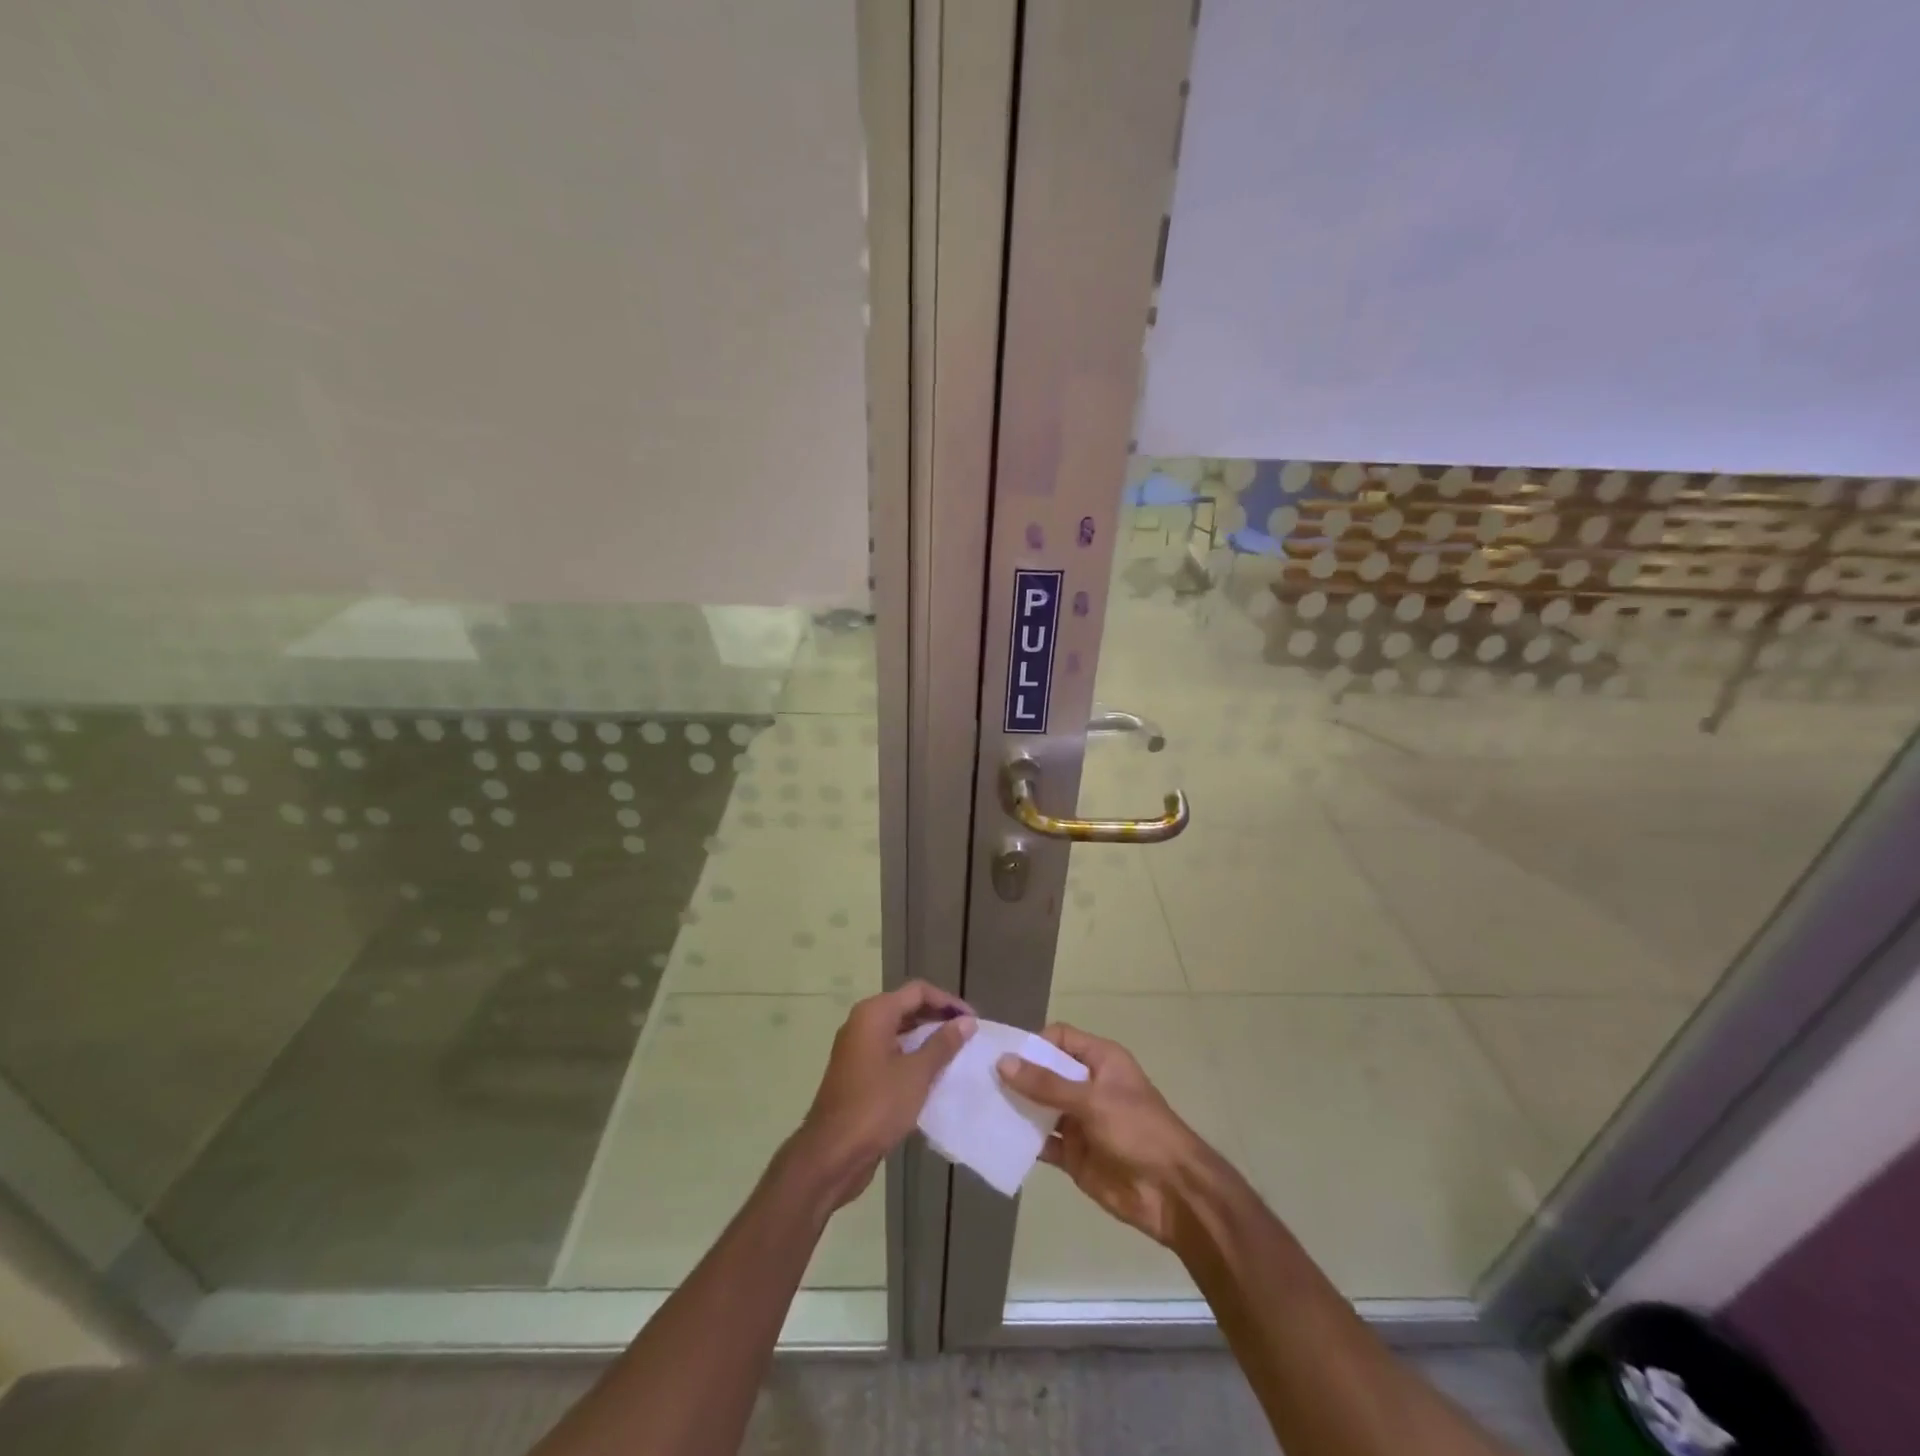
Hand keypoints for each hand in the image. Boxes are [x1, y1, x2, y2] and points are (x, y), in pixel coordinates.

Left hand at [790, 981, 974, 1208]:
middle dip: (938, 1018)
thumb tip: (967, 1021)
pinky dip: (911, 1056)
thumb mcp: (916, 1074)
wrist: (832, 1154)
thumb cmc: (876, 1106)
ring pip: (898, 1031)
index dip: (948, 1001)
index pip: (918, 991)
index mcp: (874, 1014)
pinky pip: (890, 1052)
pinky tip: (932, 1075)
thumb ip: (943, 1044)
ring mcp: (857, 1049)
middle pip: (907, 1007)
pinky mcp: (857, 1073)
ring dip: (926, 1039)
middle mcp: (862, 1023)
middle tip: (967, 1035)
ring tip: (955, 1053)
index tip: (973, 1020)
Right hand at [997, 1023, 1207, 1245]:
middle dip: (1017, 1076)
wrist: (1173, 1193)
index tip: (1002, 1056)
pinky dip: (1023, 1140)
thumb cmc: (1138, 1130)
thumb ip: (1046, 1084)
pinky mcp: (1074, 1155)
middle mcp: (1087, 1085)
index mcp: (1100, 1060)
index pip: (1059, 1039)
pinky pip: (1043, 1142)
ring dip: (1016, 1108)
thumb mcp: (1092, 1100)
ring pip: (1040, 1107)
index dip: (1032, 1044)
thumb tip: (1003, 1062)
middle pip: (1045, 1072)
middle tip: (977, 1080)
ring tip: (978, 1106)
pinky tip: (996, 1139)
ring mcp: (1080, 1121)